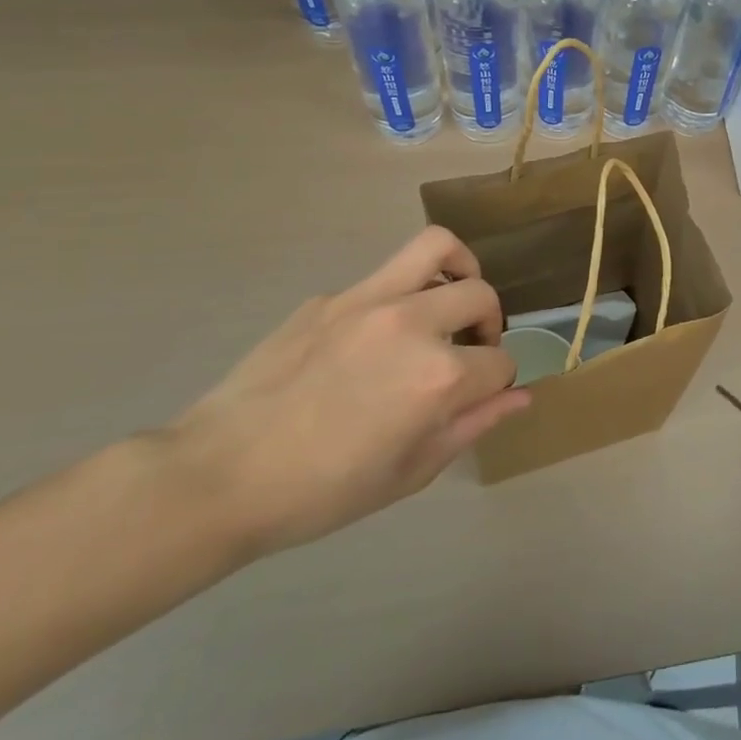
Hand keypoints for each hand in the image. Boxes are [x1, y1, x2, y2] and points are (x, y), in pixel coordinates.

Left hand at [163, 227, 526, 556]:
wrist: (219, 476)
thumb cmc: (322, 491)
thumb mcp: (410, 472)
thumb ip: (473, 425)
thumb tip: (521, 397)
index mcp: (438, 377)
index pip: (500, 362)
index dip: (498, 383)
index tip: (479, 398)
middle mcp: (411, 323)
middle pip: (480, 296)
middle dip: (490, 323)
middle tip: (470, 349)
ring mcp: (367, 300)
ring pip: (438, 247)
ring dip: (460, 268)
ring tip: (450, 297)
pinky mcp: (330, 297)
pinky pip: (383, 278)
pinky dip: (400, 295)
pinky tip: (373, 338)